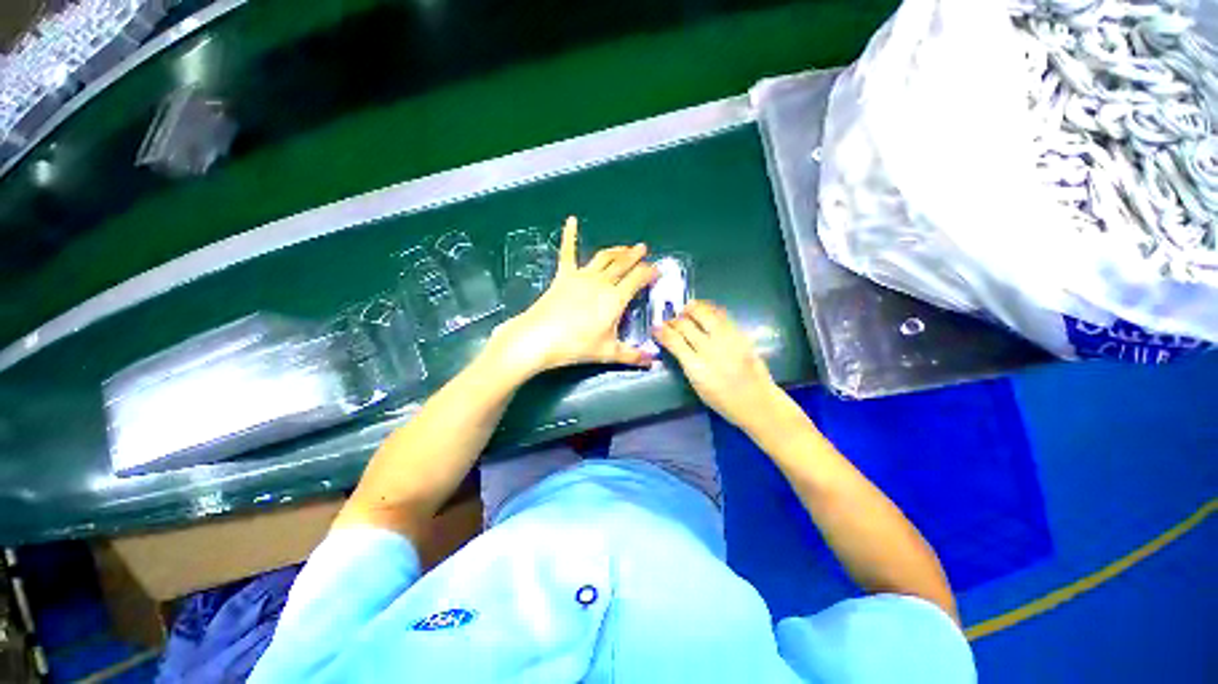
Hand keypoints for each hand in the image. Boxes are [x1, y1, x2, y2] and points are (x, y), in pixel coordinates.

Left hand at [490, 216, 658, 374]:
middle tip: (644, 249)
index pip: (638, 279)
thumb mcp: (608, 353)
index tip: (657, 269)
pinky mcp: (563, 275)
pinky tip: (571, 220)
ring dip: (616, 250)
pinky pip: (568, 252)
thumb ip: (632, 356)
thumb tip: (653, 361)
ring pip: (604, 258)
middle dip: (635, 256)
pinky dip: (570, 236)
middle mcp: (601, 282)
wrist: (539, 338)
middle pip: (623, 264)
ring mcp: (581, 276)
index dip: (649, 272)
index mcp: (615, 298)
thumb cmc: (576, 346)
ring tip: (625, 247)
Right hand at [654, 301, 785, 430]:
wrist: (757, 401)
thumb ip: (686, 363)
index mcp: (697, 368)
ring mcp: (727, 340)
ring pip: (705, 315)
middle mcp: (711, 350)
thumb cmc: (723, 400)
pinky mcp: (741, 335)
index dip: (662, 331)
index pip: (674, 341)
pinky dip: (710, 310)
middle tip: (670, 320)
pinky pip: (722, 316)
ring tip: (686, 309)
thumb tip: (675, 344)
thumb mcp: (697, 385)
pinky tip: (705, 310)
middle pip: (686, 326)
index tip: (656, 328)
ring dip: (692, 309)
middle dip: (674, 320)